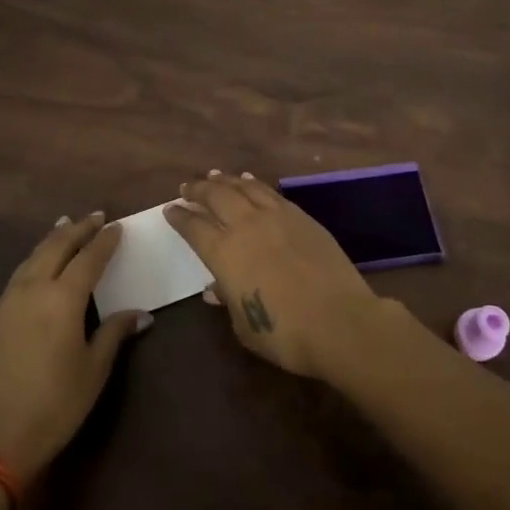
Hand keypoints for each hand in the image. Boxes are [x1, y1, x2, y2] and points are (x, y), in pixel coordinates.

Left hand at [0, 213, 149, 476]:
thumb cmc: (55, 404)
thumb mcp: (94, 369)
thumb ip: (114, 333)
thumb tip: (141, 314)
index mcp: (63, 298)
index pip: (89, 258)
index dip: (104, 241)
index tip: (117, 226)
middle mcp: (34, 289)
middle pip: (56, 247)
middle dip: (77, 229)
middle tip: (95, 216)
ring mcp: (10, 300)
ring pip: (34, 256)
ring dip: (53, 238)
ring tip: (65, 225)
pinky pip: (20, 272)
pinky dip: (35, 257)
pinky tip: (40, 262)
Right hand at [164, 171, 380, 377]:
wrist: (339, 321)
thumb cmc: (284, 333)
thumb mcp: (244, 325)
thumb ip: (228, 299)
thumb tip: (215, 287)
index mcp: (224, 253)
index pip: (193, 227)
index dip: (180, 216)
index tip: (170, 209)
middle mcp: (246, 226)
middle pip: (216, 196)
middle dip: (198, 189)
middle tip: (188, 186)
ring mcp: (276, 217)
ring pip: (243, 188)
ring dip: (225, 181)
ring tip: (215, 175)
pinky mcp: (301, 216)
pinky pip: (270, 192)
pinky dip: (255, 184)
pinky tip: (250, 182)